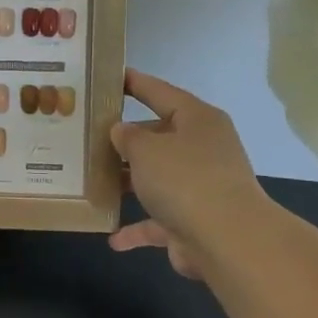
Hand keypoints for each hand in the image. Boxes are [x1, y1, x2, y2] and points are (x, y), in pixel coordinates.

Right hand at [109, 69, 267, 279]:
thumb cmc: (184, 179)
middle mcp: (202, 149)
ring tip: (93, 180)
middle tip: (89, 136)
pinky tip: (113, 238)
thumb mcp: (145, 148)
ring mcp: (200, 187)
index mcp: (197, 120)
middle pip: (159, 137)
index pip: (160, 92)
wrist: (227, 240)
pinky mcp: (195, 220)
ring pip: (157, 178)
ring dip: (129, 182)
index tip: (110, 76)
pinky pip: (159, 220)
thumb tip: (122, 131)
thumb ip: (127, 136)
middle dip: (127, 140)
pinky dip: (138, 228)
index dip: (135, 83)